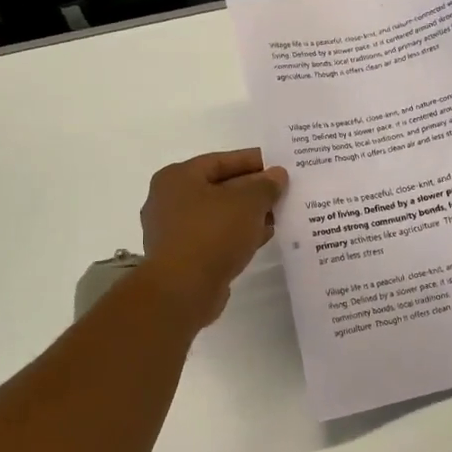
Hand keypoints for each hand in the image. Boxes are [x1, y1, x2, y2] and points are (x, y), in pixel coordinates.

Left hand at [138, 148, 288, 325]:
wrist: (182, 290)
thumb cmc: (212, 233)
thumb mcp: (248, 202)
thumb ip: (265, 185)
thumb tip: (277, 175)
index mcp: (177, 177)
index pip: (221, 161)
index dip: (253, 161)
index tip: (279, 166)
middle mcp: (168, 200)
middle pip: (219, 188)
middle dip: (252, 190)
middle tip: (283, 191)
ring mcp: (172, 231)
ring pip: (218, 215)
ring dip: (247, 215)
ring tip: (278, 215)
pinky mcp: (181, 258)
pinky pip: (215, 238)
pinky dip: (237, 235)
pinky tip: (262, 237)